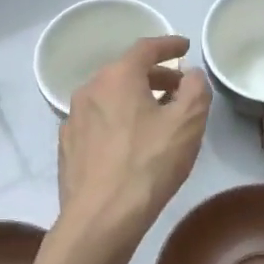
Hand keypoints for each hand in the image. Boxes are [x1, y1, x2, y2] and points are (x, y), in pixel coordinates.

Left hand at [58, 36, 210, 246]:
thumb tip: (190, 75)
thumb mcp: (187, 124)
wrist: (101, 218)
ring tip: (157, 118)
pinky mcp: (67, 147)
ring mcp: (73, 119)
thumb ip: (195, 90)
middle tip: (179, 89)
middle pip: (125, 72)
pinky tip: (129, 144)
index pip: (145, 48)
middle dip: (155, 76)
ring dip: (135, 100)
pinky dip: (117, 122)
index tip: (184, 47)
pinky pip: (97, 123)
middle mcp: (89, 90)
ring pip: (110, 98)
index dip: (168, 46)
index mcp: (117, 77)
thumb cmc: (148, 164)